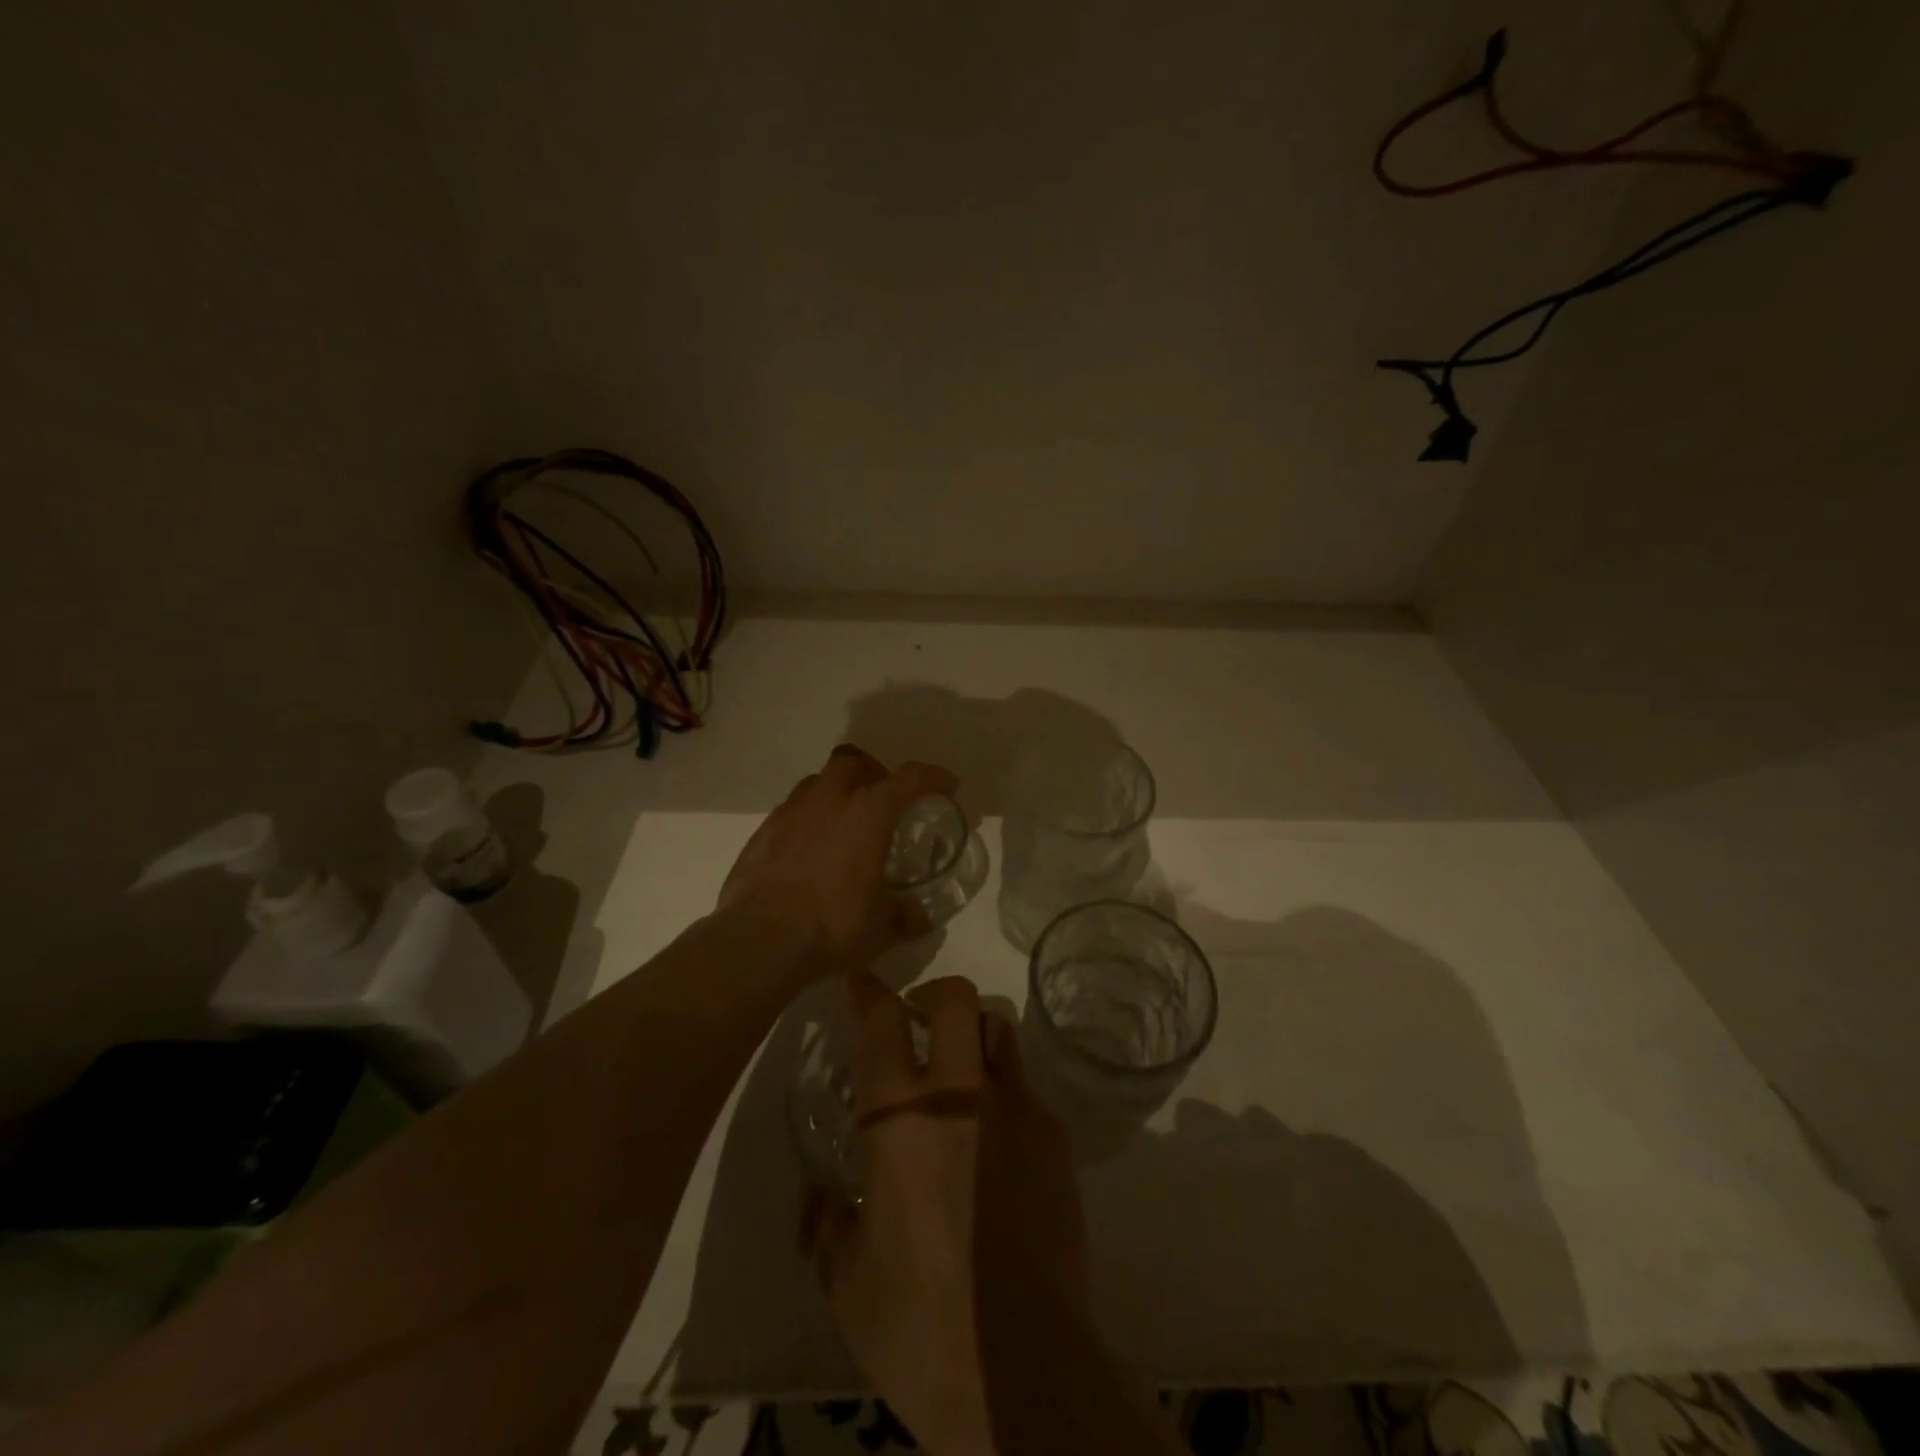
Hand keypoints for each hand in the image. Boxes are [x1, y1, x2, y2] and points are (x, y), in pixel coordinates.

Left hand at [718, 745, 957, 974]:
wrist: (757, 942)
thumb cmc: (831, 927)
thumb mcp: (881, 929)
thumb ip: (905, 916)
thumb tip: (919, 916)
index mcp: (867, 815)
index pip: (908, 778)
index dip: (932, 777)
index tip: (947, 785)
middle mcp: (828, 802)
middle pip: (853, 761)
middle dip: (873, 772)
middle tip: (883, 798)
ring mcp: (790, 813)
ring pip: (817, 782)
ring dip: (836, 792)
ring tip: (844, 823)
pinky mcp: (762, 833)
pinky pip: (791, 810)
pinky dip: (807, 819)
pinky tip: (810, 849)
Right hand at [802, 975, 1086, 1454]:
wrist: (1020, 1365)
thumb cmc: (916, 1321)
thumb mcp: (845, 1278)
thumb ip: (824, 1223)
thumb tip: (819, 1196)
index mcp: (900, 1116)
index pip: (882, 1021)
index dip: (869, 990)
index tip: (861, 981)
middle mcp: (961, 1092)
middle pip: (955, 998)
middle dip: (934, 994)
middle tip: (919, 1020)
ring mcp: (1015, 1108)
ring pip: (999, 1030)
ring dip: (974, 1036)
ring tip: (961, 1072)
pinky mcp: (1054, 1137)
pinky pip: (1025, 1091)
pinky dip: (1004, 1097)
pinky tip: (997, 1148)